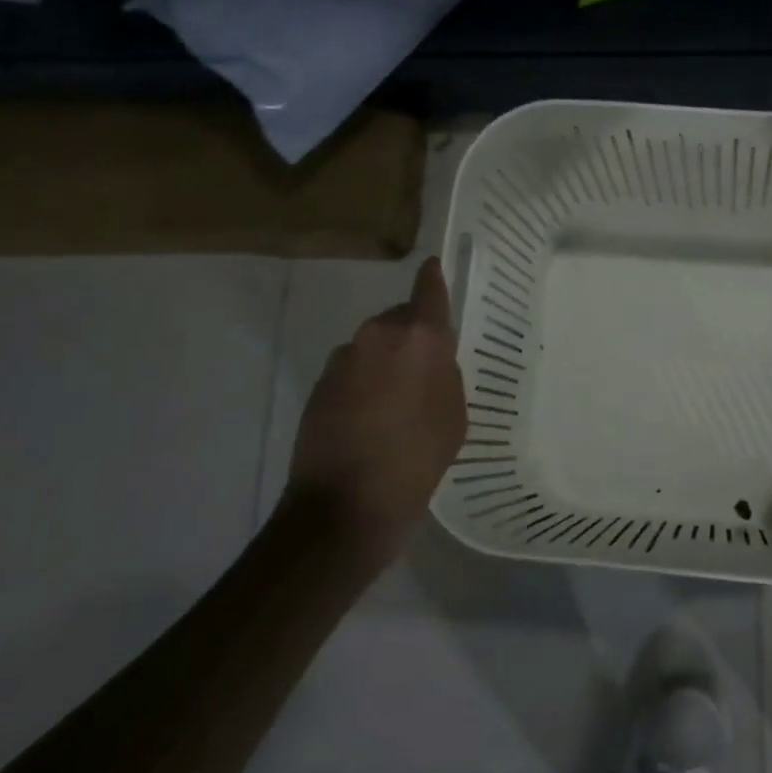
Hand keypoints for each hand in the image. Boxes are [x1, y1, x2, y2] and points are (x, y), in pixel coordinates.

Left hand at [282, 257, 466, 556]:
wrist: (345, 506)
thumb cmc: (417, 458)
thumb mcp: (453, 416)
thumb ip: (444, 374)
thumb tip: (429, 360)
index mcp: (418, 338)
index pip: (428, 291)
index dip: (432, 278)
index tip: (433, 266)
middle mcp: (377, 336)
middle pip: (399, 320)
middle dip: (413, 336)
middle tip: (427, 370)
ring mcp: (342, 360)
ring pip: (374, 346)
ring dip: (386, 362)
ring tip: (398, 402)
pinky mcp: (319, 386)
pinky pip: (353, 371)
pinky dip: (365, 384)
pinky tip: (372, 418)